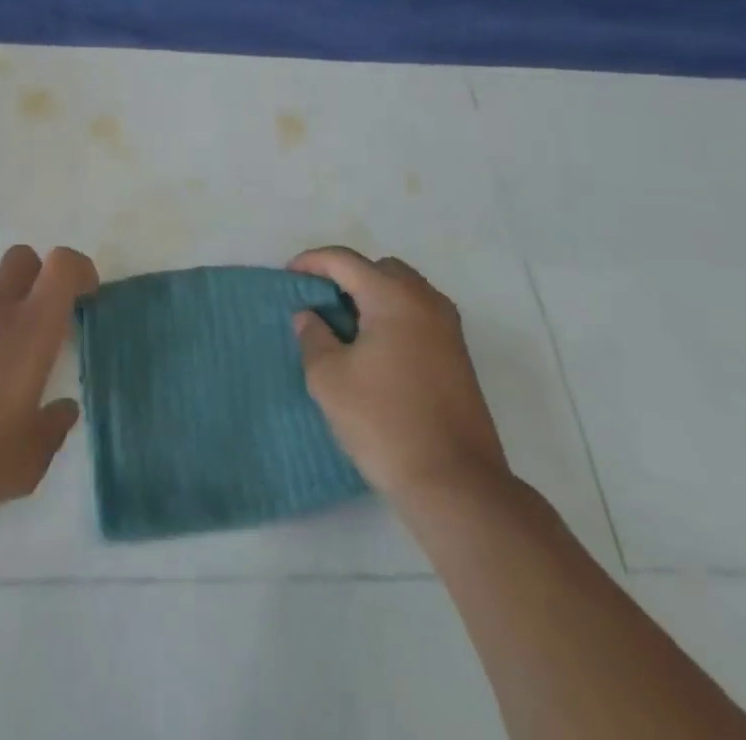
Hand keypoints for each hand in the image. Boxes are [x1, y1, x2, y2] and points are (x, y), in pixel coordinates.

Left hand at [0, 245, 97, 521]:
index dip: (80, 270)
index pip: (61, 265)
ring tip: (13, 383)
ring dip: (11, 320)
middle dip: (43, 277)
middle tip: (53, 323)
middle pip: (24, 260)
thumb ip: (52, 431)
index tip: (88, 299)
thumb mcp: (24, 464)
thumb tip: (64, 410)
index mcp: (29, 329)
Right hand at [289, 246, 510, 505]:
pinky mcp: (458, 356)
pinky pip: (418, 315)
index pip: (344, 260)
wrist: (456, 484)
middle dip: (346, 276)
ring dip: (372, 297)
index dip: (311, 262)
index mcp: (393, 297)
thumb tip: (310, 316)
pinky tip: (373, 350)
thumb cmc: (384, 422)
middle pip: (379, 268)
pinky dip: (392, 317)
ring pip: (403, 291)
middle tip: (319, 302)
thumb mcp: (329, 379)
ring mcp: (448, 328)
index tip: (287, 277)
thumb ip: (313, 336)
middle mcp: (426, 301)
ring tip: (344, 327)